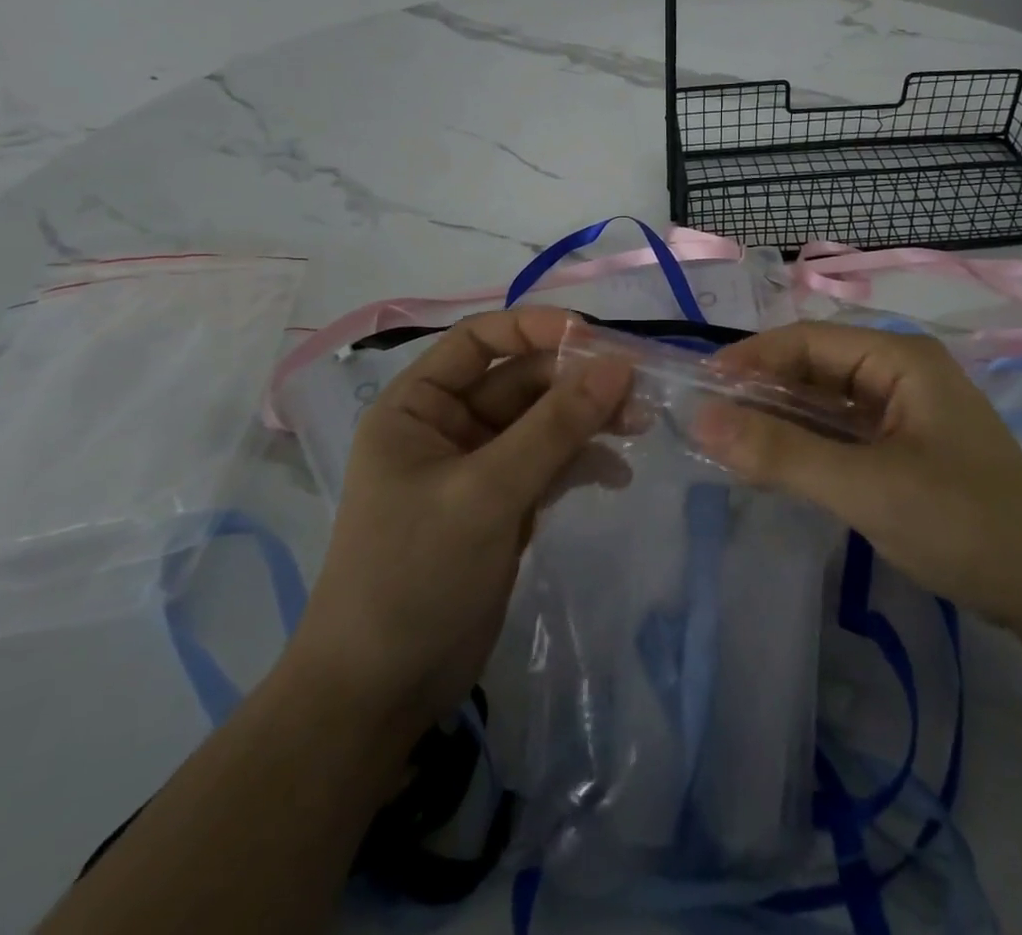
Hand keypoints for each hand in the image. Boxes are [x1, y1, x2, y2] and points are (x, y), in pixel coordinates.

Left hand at [282, 307, 631, 738]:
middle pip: (522, 380)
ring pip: (543, 422)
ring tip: (639, 426)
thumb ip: (554, 427)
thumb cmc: (414, 575)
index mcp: (419, 405)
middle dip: (577, 384)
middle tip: (637, 394)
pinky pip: (549, 464)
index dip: (535, 327)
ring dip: (588, 421)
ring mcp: (479, 466)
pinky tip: (617, 475)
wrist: (382, 693)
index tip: (594, 337)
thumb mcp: (486, 492)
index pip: (480, 339)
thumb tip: (618, 365)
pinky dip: (582, 463)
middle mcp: (448, 425)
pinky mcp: (503, 504)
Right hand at [696, 322, 1021, 631]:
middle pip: (815, 368)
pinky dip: (806, 444)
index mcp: (899, 359)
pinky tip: (774, 462)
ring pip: (825, 402)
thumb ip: (782, 453)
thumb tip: (700, 420)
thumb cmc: (962, 523)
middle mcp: (901, 373)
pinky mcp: (904, 446)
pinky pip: (842, 432)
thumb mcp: (865, 487)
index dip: (751, 358)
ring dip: (780, 419)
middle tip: (707, 420)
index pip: (807, 340)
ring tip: (728, 441)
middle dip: (762, 391)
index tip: (701, 386)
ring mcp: (905, 411)